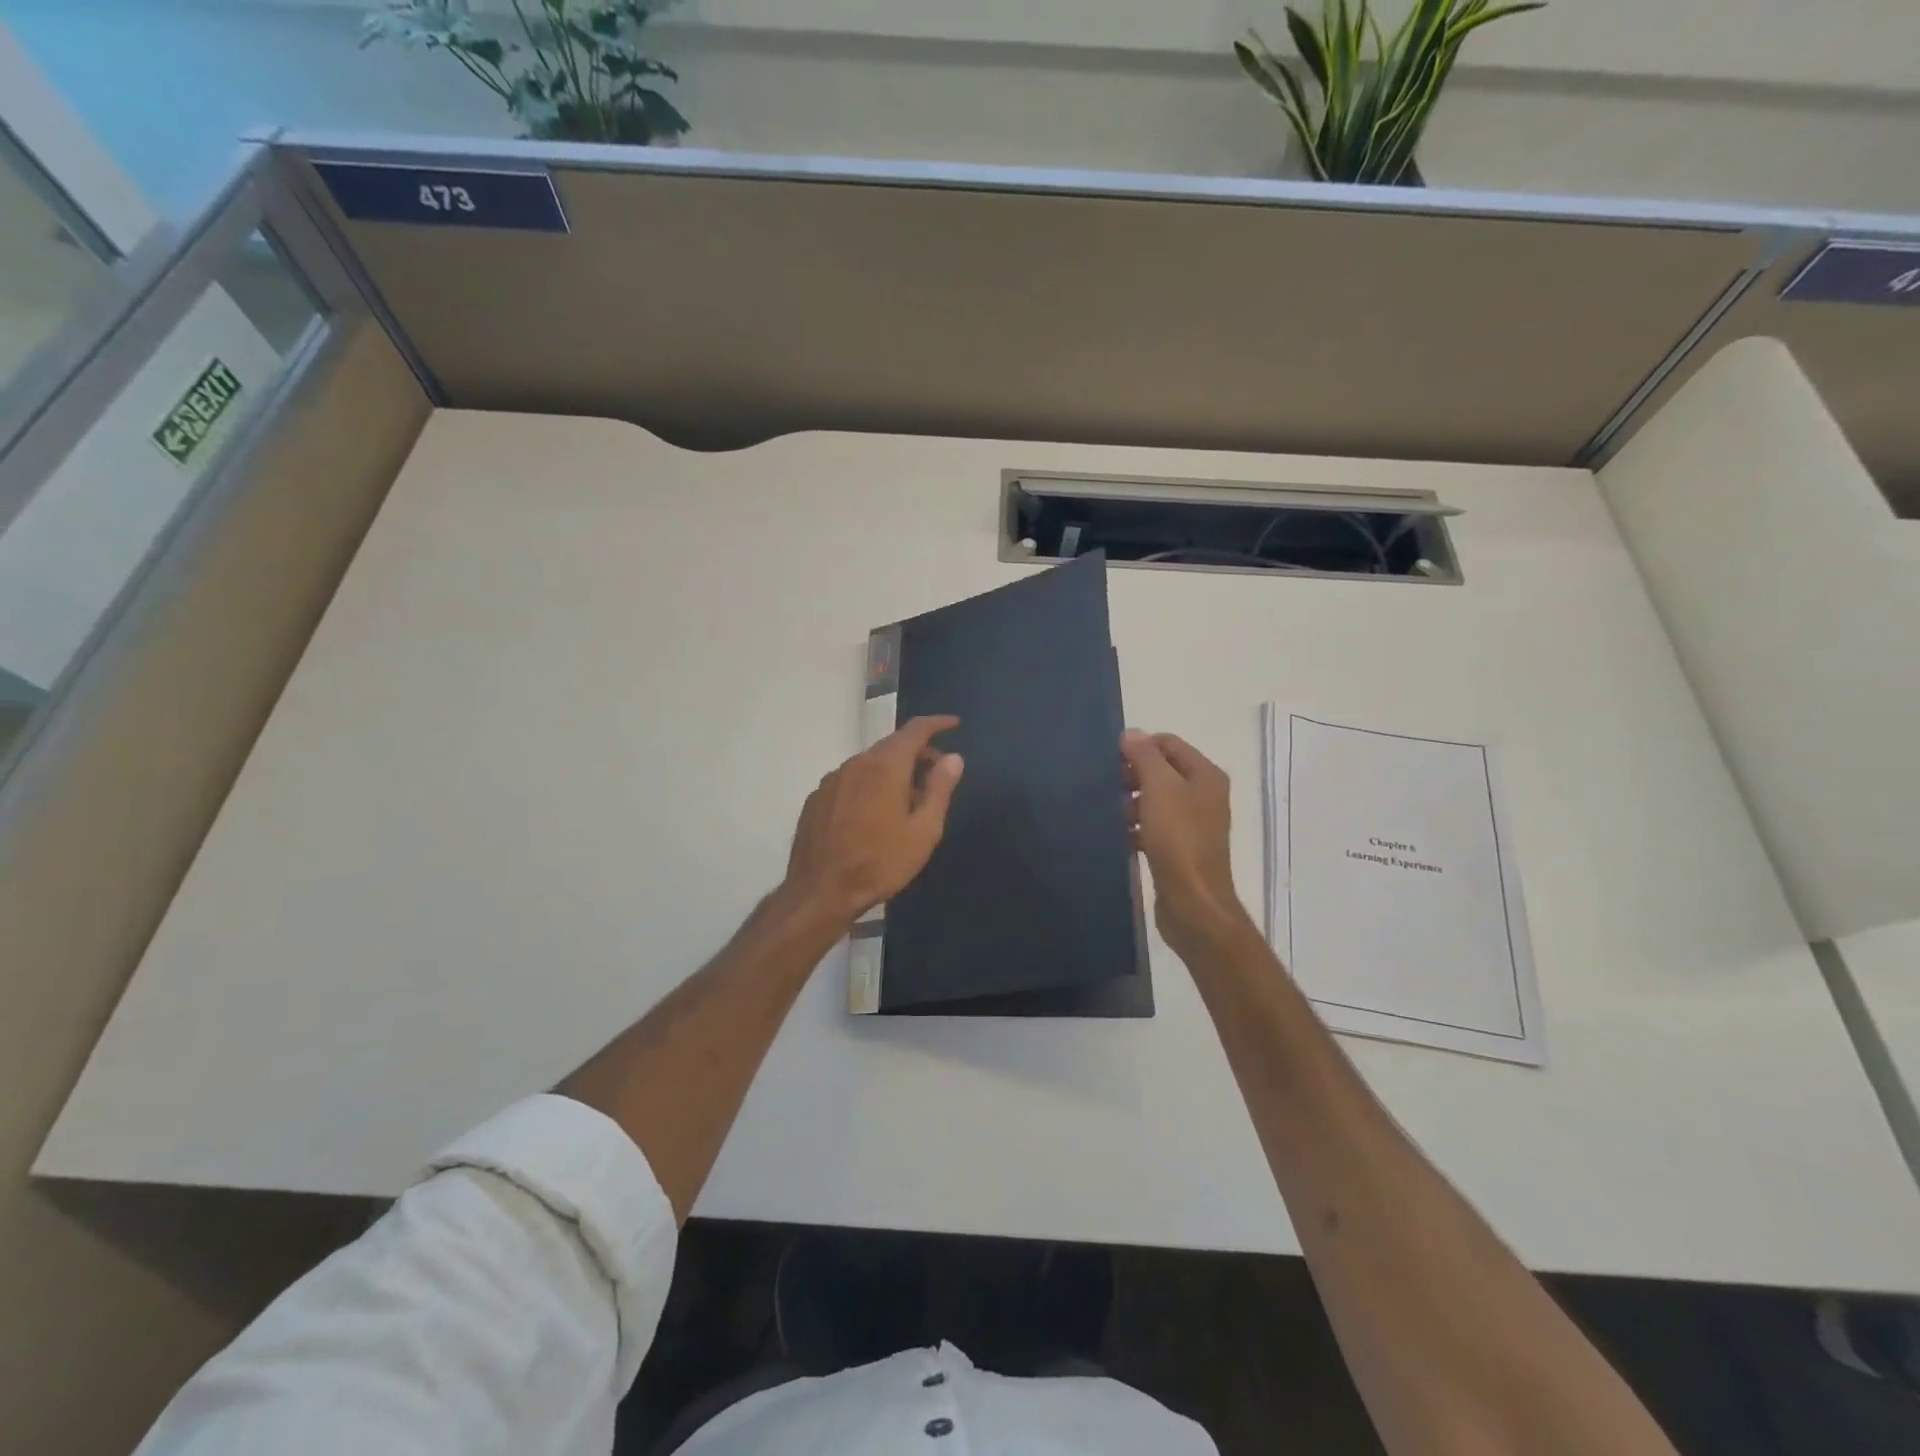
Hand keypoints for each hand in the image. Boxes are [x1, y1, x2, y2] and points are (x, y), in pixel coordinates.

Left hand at [781, 716, 964, 927]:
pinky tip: (874, 815)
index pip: (914, 730)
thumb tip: (953, 757)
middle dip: (918, 753)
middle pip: (892, 746)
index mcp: (885, 766)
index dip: (937, 723)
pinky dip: (869, 785)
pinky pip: (851, 780)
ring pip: (870, 764)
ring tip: (907, 802)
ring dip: (893, 771)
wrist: (820, 892)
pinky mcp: (817, 798)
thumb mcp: (923, 831)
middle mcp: (856, 763)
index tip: (954, 724)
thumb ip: (939, 789)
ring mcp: (832, 780)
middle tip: (937, 775)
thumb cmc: (880, 863)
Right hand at [1121, 730, 1253, 954]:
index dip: (1139, 746)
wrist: (1193, 902)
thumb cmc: (1178, 839)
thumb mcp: (1159, 789)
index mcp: (1205, 775)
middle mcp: (1204, 795)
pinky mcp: (1181, 849)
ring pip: (1156, 800)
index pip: (1169, 743)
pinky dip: (1136, 827)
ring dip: (1131, 803)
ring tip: (1109, 814)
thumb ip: (1145, 757)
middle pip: (1162, 771)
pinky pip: (1154, 827)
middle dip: (1133, 776)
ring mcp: (1194, 824)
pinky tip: (1117, 836)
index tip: (1110, 761)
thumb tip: (1131, 733)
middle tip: (1106, 787)